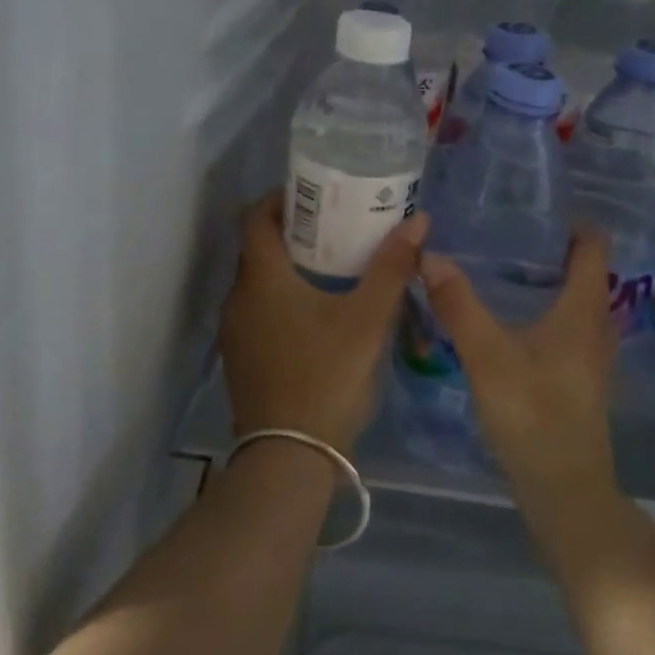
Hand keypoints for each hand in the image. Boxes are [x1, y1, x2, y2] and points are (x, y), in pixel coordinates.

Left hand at [218, 190, 428, 453]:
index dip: (281, 197)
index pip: (256, 217)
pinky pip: (259, 311)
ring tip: (334, 266)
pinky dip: (283, 298)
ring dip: (289, 267)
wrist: (288, 460)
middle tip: (336, 226)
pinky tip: (319, 314)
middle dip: (294, 231)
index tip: (316, 194)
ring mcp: (236, 332)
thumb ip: (392, 268)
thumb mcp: (368, 320)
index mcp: (262, 278)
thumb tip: (418, 221)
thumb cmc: (326, 377)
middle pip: (259, 248)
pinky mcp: (242, 359)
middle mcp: (239, 298)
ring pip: (260, 282)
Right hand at [417, 227, 620, 519]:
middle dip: (552, 246)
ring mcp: (592, 355)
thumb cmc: (533, 414)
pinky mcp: (580, 377)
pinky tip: (510, 316)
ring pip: (577, 300)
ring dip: (549, 279)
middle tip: (507, 231)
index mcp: (584, 309)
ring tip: (504, 266)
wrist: (564, 490)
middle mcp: (596, 325)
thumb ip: (458, 305)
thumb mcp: (488, 355)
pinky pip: (568, 325)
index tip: (533, 207)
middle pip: (586, 270)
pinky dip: (546, 308)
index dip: (571, 220)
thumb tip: (430, 256)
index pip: (594, 245)